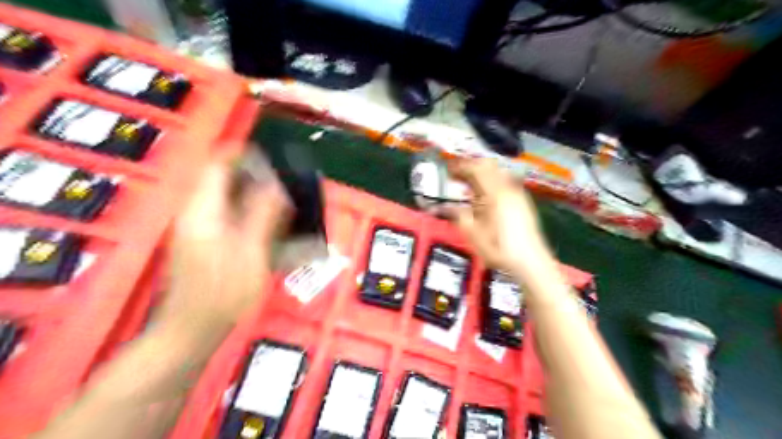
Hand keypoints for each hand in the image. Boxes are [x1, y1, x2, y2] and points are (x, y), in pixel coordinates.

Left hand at [159, 162, 290, 329]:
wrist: (191, 332)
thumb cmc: (222, 294)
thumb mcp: (251, 254)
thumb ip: (263, 216)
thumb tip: (277, 186)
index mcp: (203, 211)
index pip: (217, 166)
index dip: (242, 155)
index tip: (272, 157)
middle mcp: (198, 214)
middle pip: (225, 181)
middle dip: (257, 178)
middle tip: (287, 185)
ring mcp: (200, 230)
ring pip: (230, 200)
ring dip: (258, 198)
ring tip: (286, 206)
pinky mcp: (206, 243)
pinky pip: (231, 218)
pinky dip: (252, 217)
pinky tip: (274, 230)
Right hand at [448, 160, 551, 277]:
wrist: (531, 263)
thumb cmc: (499, 249)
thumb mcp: (472, 234)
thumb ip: (458, 215)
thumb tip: (444, 206)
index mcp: (495, 193)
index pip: (476, 168)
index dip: (460, 167)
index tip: (448, 170)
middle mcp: (508, 188)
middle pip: (489, 166)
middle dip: (471, 168)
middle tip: (457, 177)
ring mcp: (518, 195)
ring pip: (499, 173)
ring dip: (483, 175)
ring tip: (469, 188)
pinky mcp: (523, 203)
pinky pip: (505, 184)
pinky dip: (492, 184)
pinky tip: (486, 200)